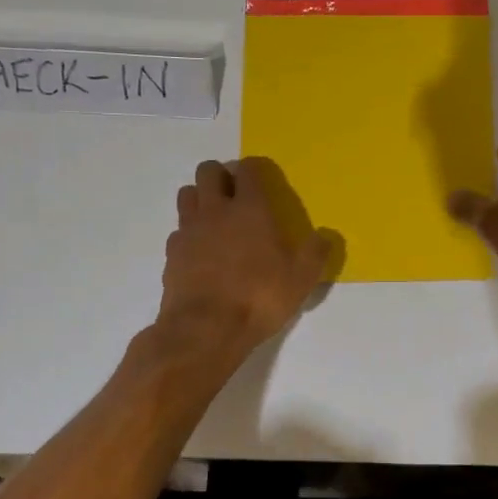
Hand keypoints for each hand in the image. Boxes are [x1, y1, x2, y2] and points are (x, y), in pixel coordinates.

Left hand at [158, 159, 332, 358]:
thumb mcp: (301, 279)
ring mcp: (189, 230)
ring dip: (200, 197)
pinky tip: (201, 250)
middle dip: (221, 175)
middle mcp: (216, 210)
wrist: (205, 328)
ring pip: (187, 193)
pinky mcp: (172, 253)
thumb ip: (315, 253)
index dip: (255, 169)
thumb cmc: (259, 297)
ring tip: (215, 217)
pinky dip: (189, 232)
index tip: (261, 180)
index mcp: (250, 209)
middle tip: (235, 195)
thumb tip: (325, 236)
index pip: (248, 169)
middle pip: (208, 171)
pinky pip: (178, 229)